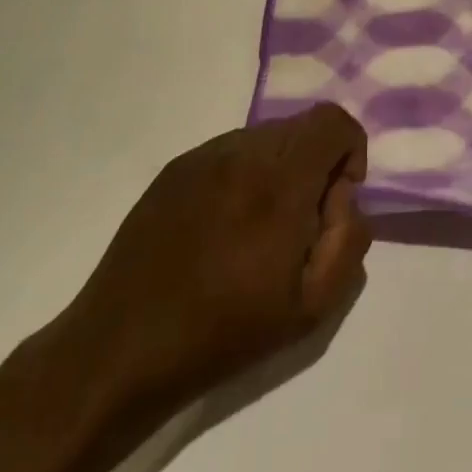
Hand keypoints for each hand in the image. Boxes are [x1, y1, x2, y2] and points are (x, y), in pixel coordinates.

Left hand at [44, 103, 370, 430]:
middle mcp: (241, 152)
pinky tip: (222, 227)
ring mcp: (203, 155)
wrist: (121, 349)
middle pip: (301, 127)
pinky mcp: (175, 168)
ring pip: (265, 136)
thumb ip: (349, 239)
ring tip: (257, 229)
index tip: (335, 201)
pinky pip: (229, 151)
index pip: (333, 122)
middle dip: (315, 164)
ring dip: (279, 169)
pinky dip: (244, 174)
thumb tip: (343, 197)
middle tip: (298, 225)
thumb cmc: (223, 333)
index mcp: (278, 181)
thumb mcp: (311, 307)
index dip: (349, 152)